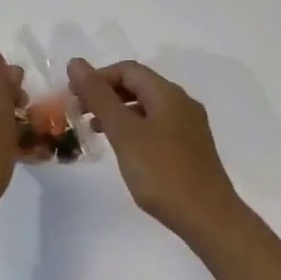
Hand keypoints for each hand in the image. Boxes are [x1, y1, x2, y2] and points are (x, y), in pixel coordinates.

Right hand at [67, 58, 245, 241]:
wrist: (207, 216)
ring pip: (147, 107)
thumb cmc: (162, 173)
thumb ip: (99, 97)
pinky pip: (157, 126)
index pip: (128, 70)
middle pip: (139, 86)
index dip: (98, 77)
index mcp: (168, 94)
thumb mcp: (124, 132)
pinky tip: (123, 149)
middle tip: (78, 113)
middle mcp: (182, 103)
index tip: (73, 97)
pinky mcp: (191, 148)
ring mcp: (189, 126)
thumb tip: (76, 63)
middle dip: (106, 94)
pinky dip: (134, 129)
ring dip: (118, 112)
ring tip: (94, 130)